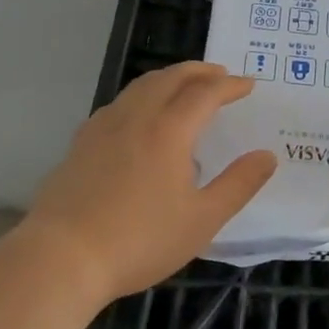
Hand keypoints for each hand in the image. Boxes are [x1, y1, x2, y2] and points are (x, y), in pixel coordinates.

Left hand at [22, 63, 277, 304]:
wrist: (61, 257)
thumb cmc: (139, 240)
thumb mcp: (202, 220)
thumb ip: (238, 184)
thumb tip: (267, 156)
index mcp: (170, 130)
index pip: (206, 92)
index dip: (230, 85)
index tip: (249, 85)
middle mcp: (138, 116)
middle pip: (172, 77)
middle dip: (200, 71)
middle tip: (221, 75)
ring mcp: (104, 125)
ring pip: (142, 85)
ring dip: (170, 77)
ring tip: (184, 85)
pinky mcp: (82, 141)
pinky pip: (119, 102)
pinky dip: (142, 94)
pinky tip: (139, 115)